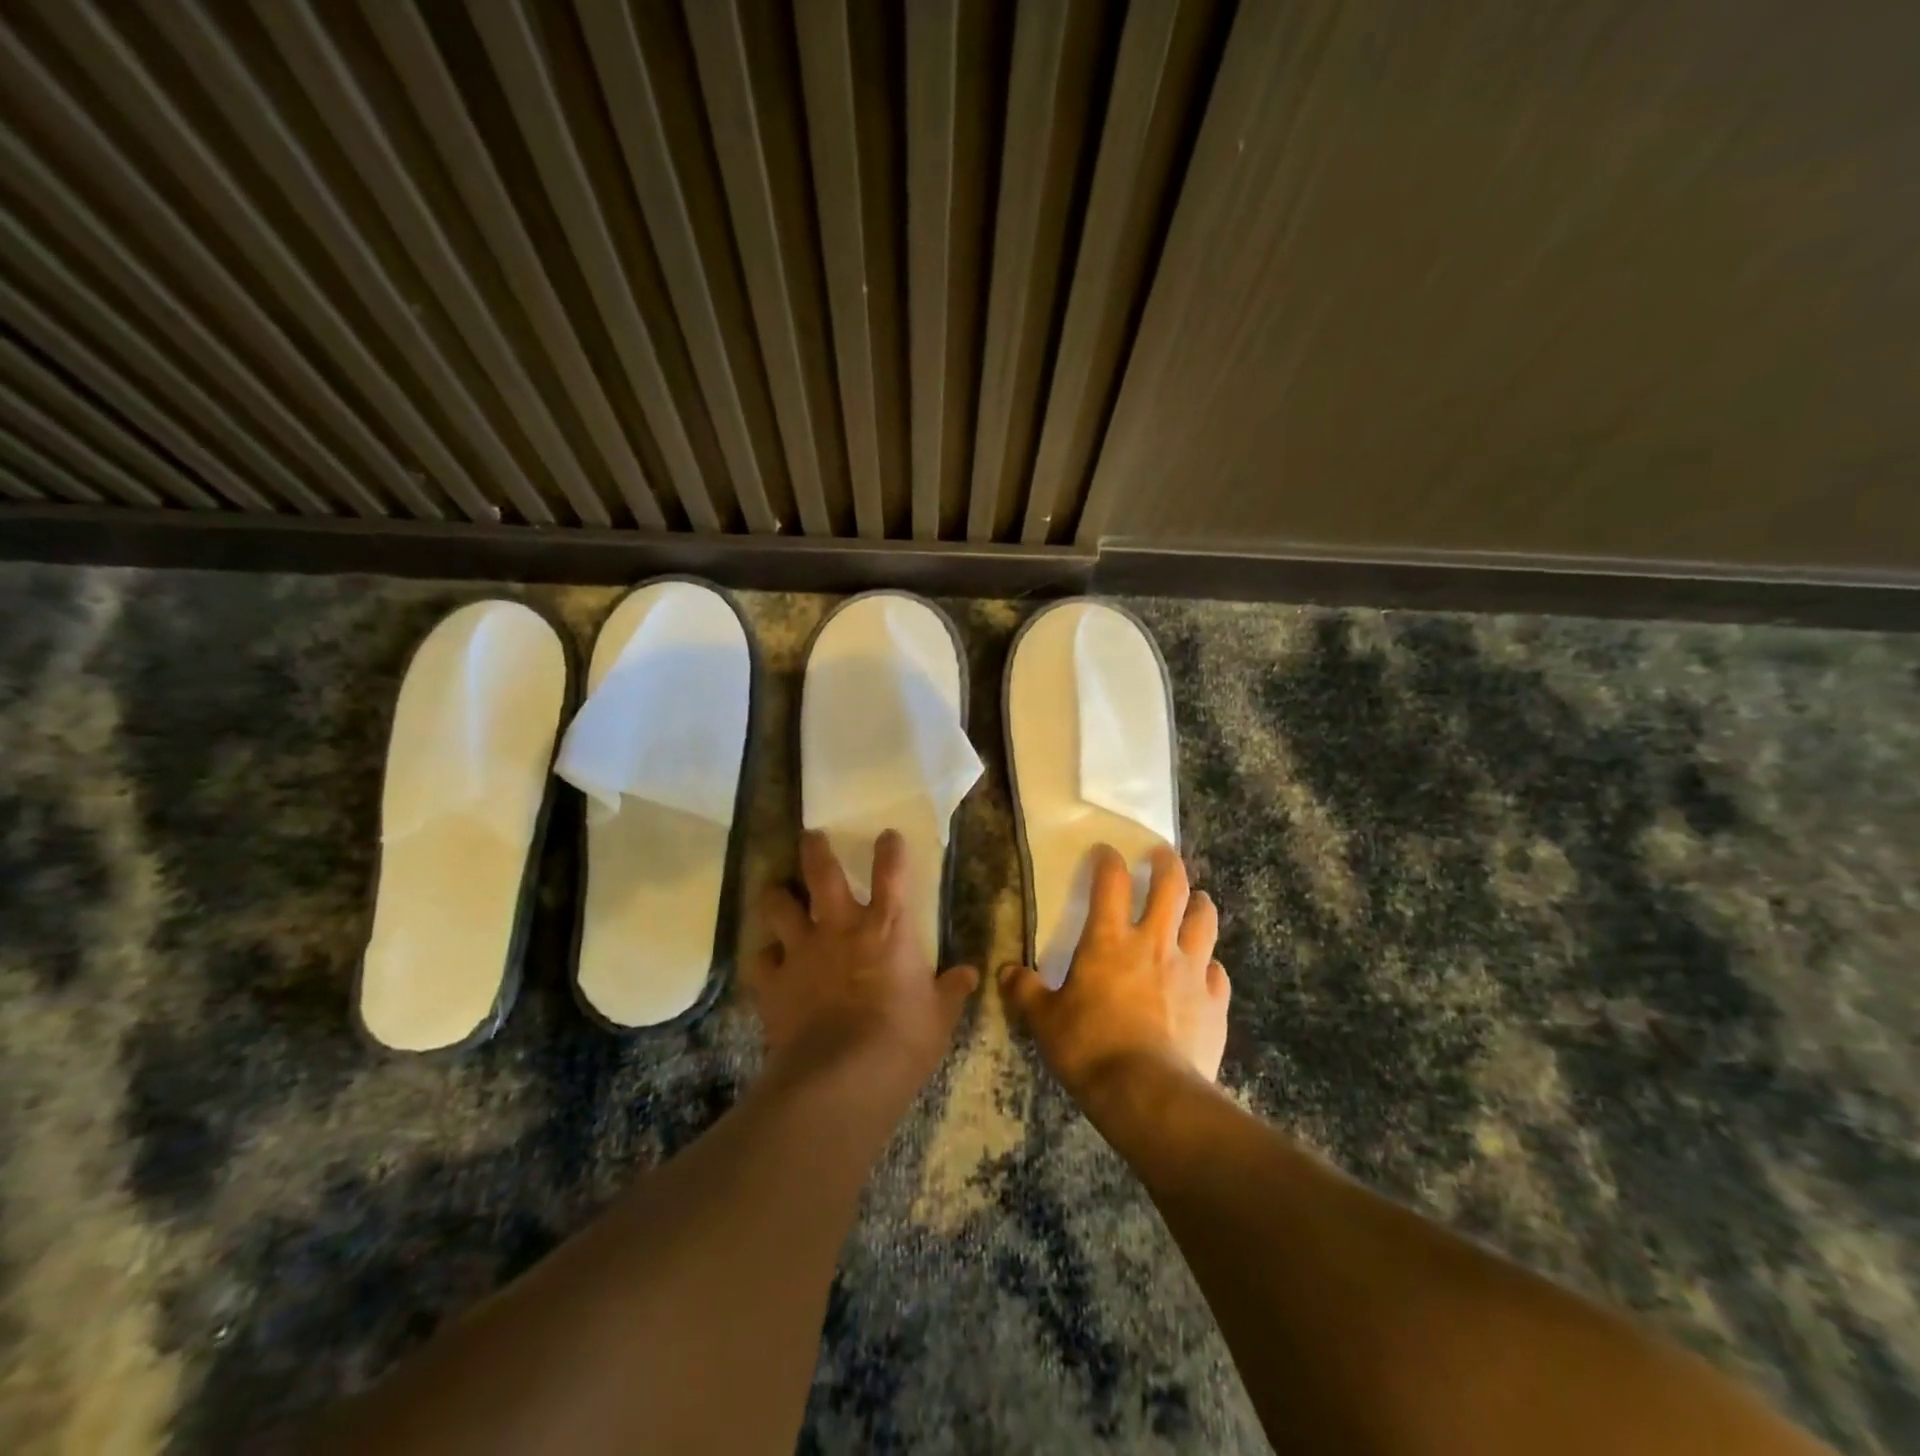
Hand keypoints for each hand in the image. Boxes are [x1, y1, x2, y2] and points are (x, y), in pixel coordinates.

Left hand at [750, 829, 979, 1099]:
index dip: (890, 849)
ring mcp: (803, 952)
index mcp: (887, 928)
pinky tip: (768, 961)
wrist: (844, 1077)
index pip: (891, 873)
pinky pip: (761, 959)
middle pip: (821, 873)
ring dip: (777, 897)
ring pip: (779, 906)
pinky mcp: (774, 983)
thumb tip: (968, 974)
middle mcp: (840, 928)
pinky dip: (765, 957)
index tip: (887, 836)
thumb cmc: (903, 1039)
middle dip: (814, 850)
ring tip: (776, 892)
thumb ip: (951, 990)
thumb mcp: (939, 1016)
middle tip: (810, 837)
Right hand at [1000, 844, 1229, 1112]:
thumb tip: (1006, 972)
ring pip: (1204, 920)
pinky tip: (1206, 970)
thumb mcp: (1044, 1021)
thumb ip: (1025, 991)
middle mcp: (1154, 943)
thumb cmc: (1089, 1048)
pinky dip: (1210, 964)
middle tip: (1163, 855)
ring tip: (1196, 899)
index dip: (1108, 860)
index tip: (1106, 852)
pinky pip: (1218, 972)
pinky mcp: (1214, 1002)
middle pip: (1171, 886)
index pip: (1110, 882)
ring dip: (1200, 903)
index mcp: (1109, 940)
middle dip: (1167, 864)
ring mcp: (1191, 970)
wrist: (1148, 1095)